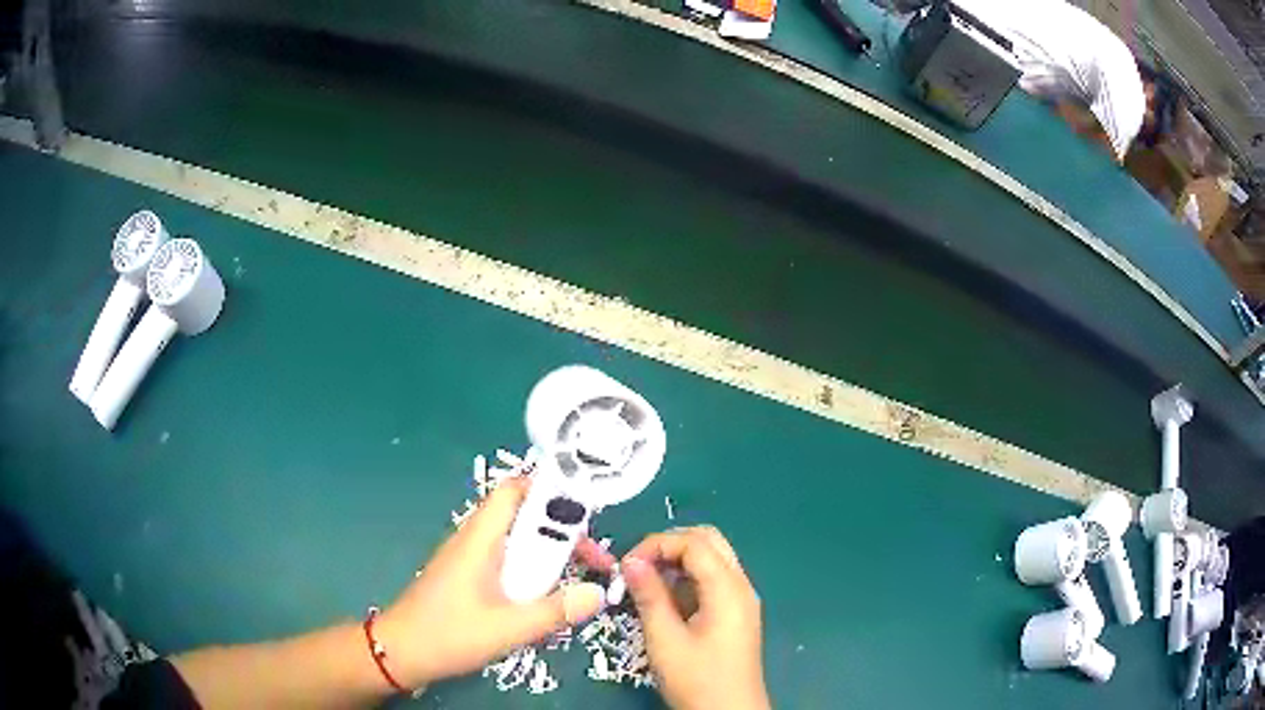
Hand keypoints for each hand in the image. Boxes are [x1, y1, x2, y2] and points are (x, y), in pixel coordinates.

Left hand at [376, 476, 611, 688]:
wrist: (400, 653)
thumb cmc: (447, 634)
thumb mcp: (507, 627)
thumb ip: (554, 611)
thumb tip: (599, 593)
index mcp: (480, 539)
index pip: (515, 490)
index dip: (551, 490)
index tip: (588, 515)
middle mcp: (475, 540)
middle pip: (524, 516)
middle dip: (562, 532)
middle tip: (592, 559)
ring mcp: (471, 559)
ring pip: (518, 541)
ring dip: (549, 555)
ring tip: (577, 578)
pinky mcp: (469, 578)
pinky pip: (509, 562)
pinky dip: (532, 572)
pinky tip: (545, 599)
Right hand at [623, 526, 769, 709]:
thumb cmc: (697, 679)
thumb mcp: (665, 639)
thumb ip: (649, 596)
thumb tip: (631, 561)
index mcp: (728, 588)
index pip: (694, 543)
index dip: (656, 545)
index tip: (626, 565)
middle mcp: (741, 586)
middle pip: (708, 541)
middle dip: (669, 545)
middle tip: (637, 566)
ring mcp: (741, 599)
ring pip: (712, 559)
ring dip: (678, 561)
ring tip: (646, 583)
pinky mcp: (736, 614)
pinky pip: (713, 580)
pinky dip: (688, 578)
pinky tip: (666, 599)